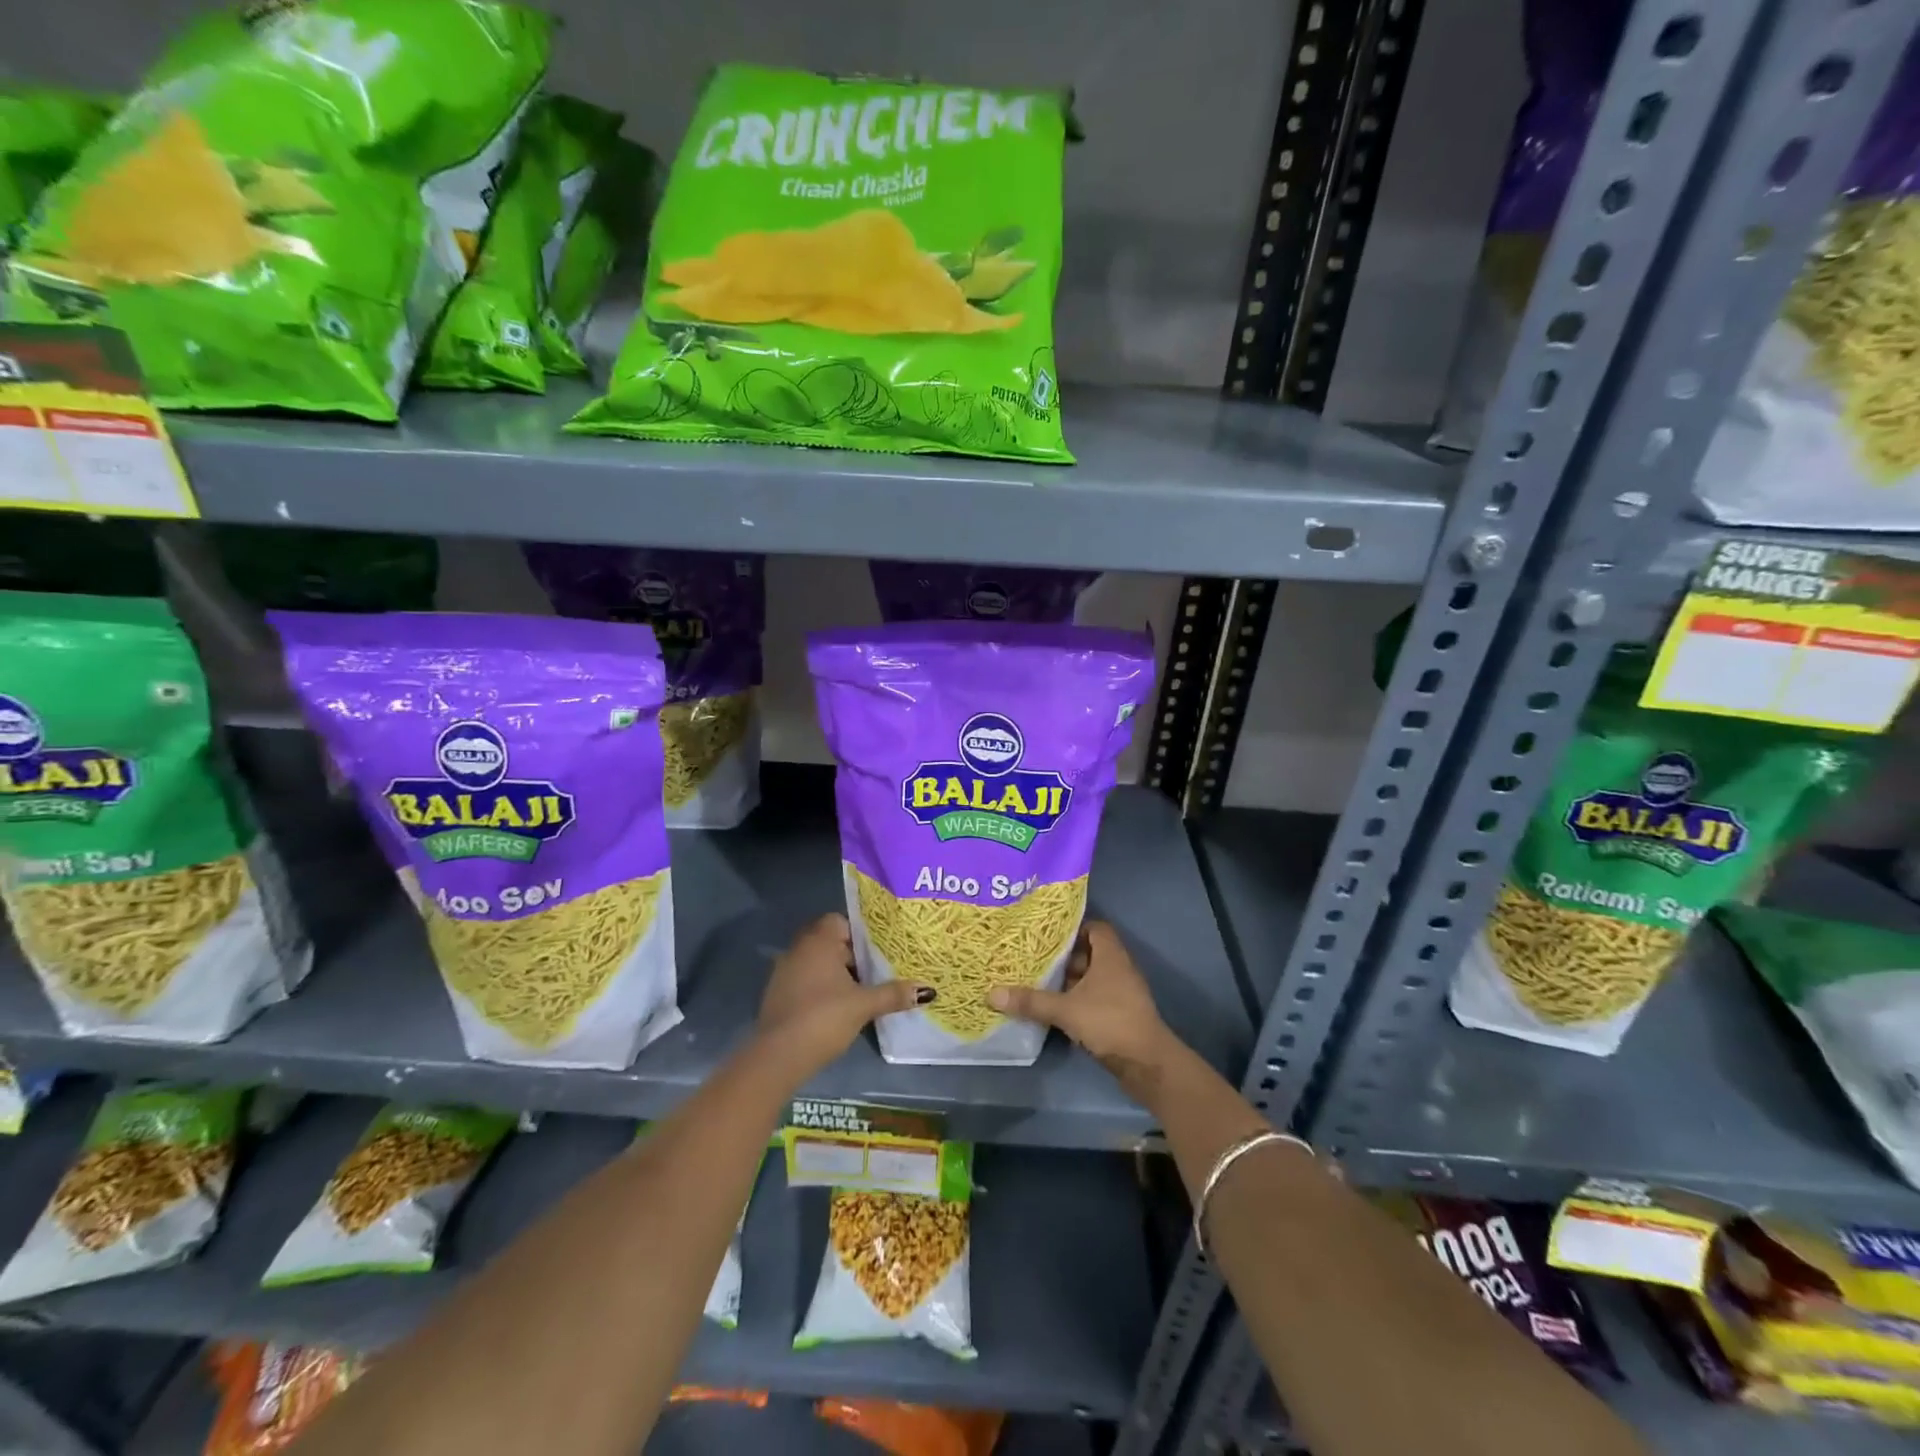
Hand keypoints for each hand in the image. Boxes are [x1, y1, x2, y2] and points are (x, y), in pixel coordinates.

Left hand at [756, 914, 930, 1080]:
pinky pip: (805, 980)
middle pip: (830, 942)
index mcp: (818, 941)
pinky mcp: (777, 995)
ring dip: (836, 974)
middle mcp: (798, 949)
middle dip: (852, 956)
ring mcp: (783, 972)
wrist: (778, 1056)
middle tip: (876, 971)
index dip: (860, 934)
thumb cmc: (823, 1018)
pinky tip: (836, 1008)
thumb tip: (927, 990)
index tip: (878, 952)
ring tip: (861, 992)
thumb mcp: (863, 1005)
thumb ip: (893, 994)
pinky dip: (820, 988)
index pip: (840, 921)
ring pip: (817, 963)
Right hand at [989, 922, 1178, 1086]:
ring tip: (1039, 981)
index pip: (1096, 928)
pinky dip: (1078, 999)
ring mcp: (1122, 993)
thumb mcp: (1066, 1010)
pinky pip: (1095, 997)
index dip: (1074, 928)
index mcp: (1111, 956)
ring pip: (1092, 977)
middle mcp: (1119, 969)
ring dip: (1070, 980)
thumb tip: (992, 993)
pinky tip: (1056, 1008)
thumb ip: (1031, 1001)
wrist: (1148, 1064)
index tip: (1048, 935)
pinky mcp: (1121, 1014)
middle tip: (1035, 958)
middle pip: (1090, 953)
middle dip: (1064, 956)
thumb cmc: (1110, 1022)